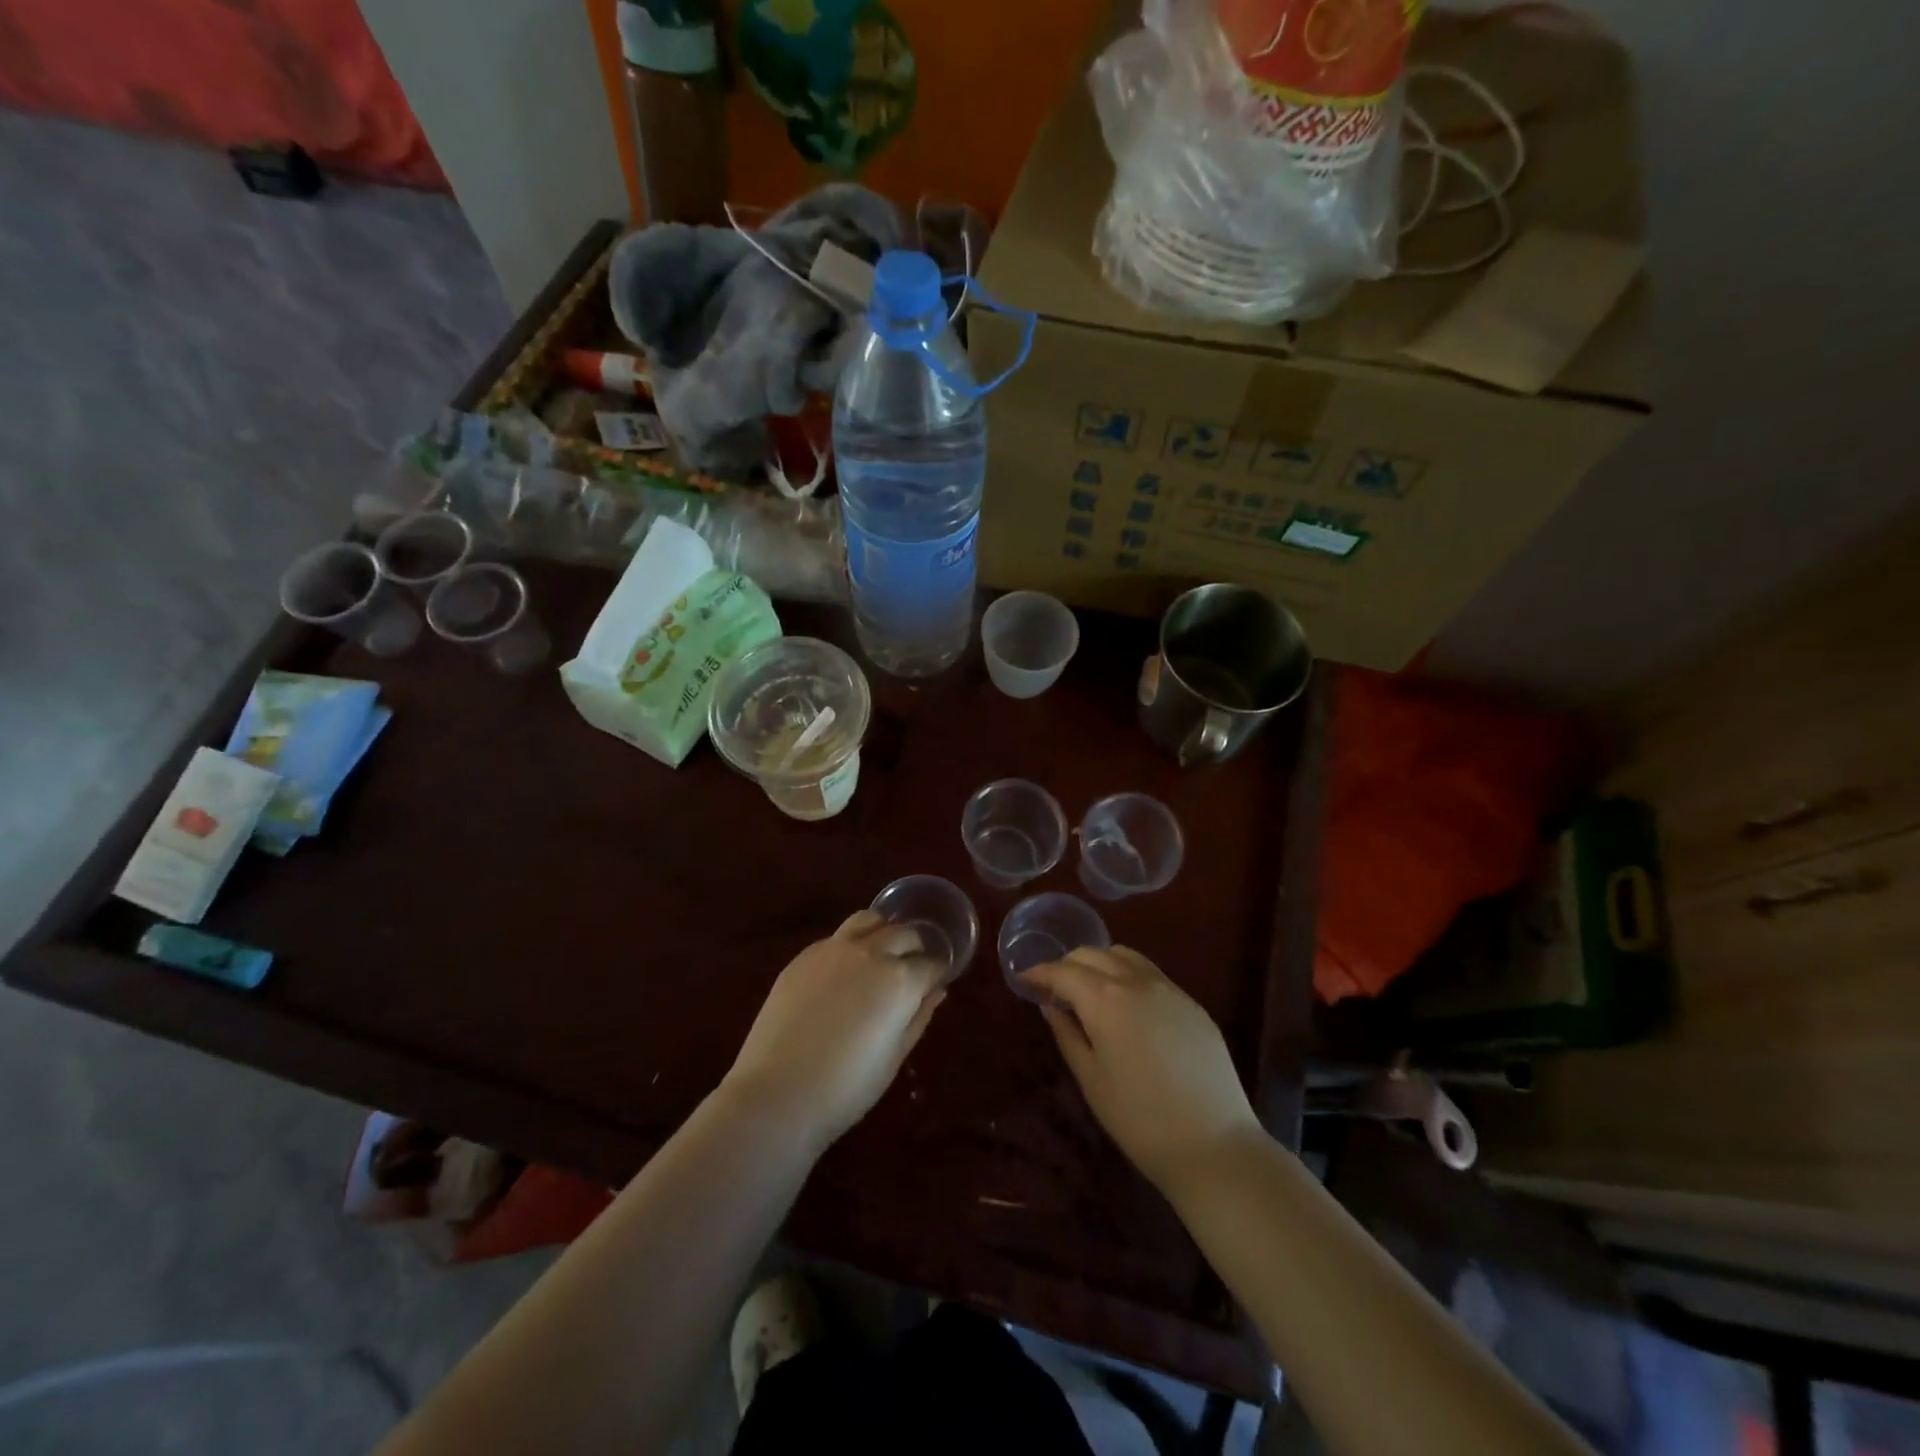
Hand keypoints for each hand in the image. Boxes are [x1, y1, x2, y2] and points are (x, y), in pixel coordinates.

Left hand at [722, 910, 946, 1151]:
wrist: (777, 1093)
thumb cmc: (846, 1088)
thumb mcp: (894, 1058)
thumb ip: (918, 1017)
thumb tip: (936, 991)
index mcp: (900, 980)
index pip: (932, 964)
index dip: (937, 974)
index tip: (934, 984)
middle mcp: (871, 952)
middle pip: (904, 934)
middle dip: (915, 948)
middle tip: (911, 969)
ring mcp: (834, 949)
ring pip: (869, 920)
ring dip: (883, 932)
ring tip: (880, 954)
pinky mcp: (804, 955)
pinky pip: (837, 937)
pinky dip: (850, 945)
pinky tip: (843, 971)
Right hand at [1021, 946, 1260, 1190]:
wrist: (1213, 1145)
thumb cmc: (1139, 1118)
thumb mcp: (1091, 1079)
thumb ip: (1067, 1034)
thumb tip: (1050, 1005)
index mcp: (1105, 998)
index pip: (1064, 971)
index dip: (1040, 972)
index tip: (1024, 980)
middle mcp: (1137, 981)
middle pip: (1094, 954)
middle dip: (1068, 964)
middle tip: (1054, 987)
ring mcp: (1169, 989)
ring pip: (1126, 956)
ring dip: (1100, 963)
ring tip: (1089, 990)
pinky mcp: (1192, 1004)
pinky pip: (1152, 974)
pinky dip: (1128, 975)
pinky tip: (1126, 1005)